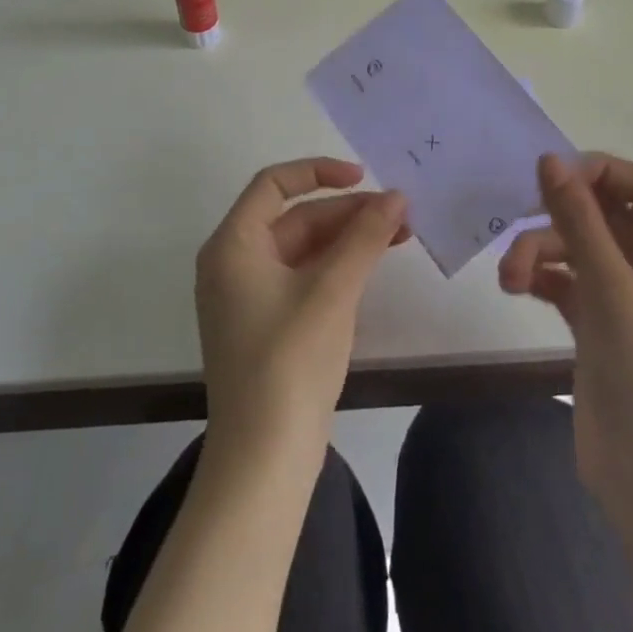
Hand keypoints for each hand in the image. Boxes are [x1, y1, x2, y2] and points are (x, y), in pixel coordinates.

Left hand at [196, 158, 407, 456]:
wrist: (264, 461)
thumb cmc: (290, 361)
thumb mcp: (332, 290)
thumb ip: (365, 236)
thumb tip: (397, 196)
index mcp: (233, 245)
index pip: (273, 184)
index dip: (319, 171)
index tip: (364, 177)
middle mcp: (233, 263)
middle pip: (294, 217)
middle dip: (347, 212)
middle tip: (399, 214)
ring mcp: (247, 296)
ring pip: (302, 248)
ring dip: (348, 238)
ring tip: (399, 236)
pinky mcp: (265, 324)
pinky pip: (302, 276)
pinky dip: (336, 266)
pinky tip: (372, 266)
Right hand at [499, 152, 632, 522]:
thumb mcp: (611, 288)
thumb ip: (578, 219)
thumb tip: (549, 158)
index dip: (599, 171)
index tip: (553, 176)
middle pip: (603, 214)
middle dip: (558, 218)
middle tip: (518, 221)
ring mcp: (627, 297)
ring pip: (578, 248)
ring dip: (540, 252)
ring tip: (509, 277)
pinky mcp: (599, 325)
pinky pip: (567, 280)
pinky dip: (542, 276)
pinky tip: (517, 285)